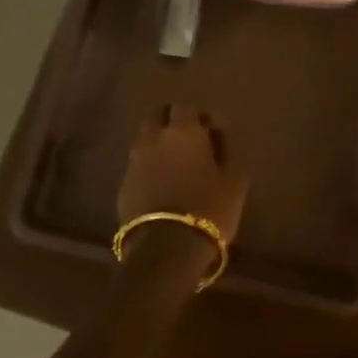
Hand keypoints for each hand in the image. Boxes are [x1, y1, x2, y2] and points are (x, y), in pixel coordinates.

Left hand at [117, 106, 248, 266]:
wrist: (167, 250)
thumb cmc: (209, 209)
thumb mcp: (235, 180)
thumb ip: (227, 149)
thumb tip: (218, 134)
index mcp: (183, 131)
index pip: (186, 107)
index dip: (200, 116)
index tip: (213, 132)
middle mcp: (153, 139)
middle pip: (158, 116)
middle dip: (173, 122)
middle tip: (192, 143)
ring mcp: (134, 162)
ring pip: (146, 141)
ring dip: (160, 145)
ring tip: (177, 166)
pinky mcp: (123, 186)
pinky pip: (138, 166)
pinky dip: (150, 168)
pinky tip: (164, 187)